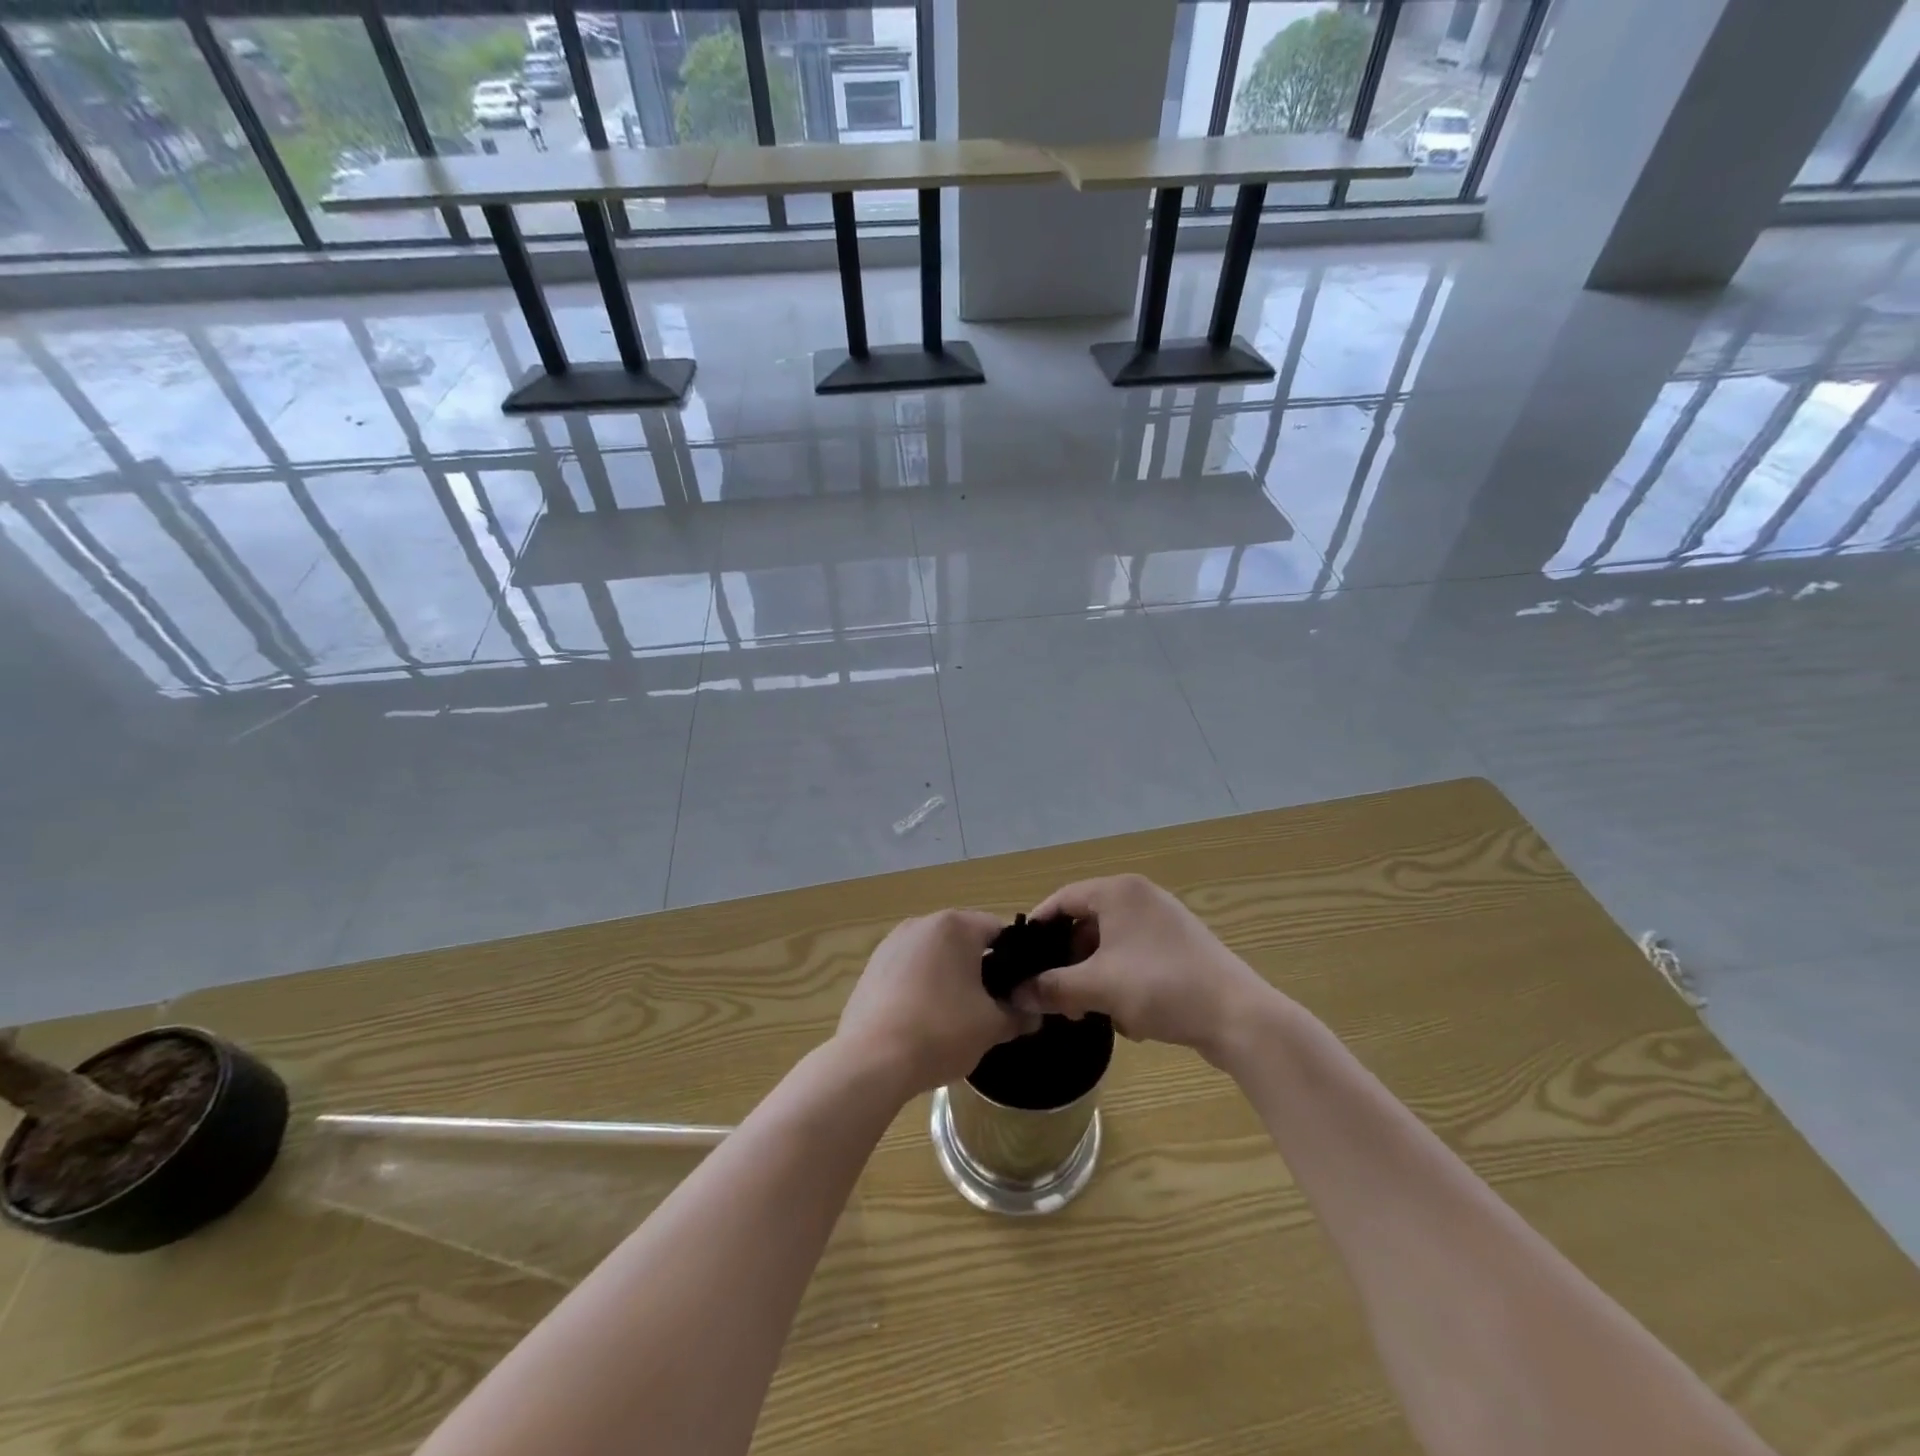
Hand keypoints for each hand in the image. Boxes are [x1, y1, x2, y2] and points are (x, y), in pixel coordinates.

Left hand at [835, 910, 1038, 1099]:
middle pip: (964, 940)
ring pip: (935, 955)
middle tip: (993, 1005)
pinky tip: (923, 1020)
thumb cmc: (940, 1032)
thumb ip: (1018, 1015)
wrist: (871, 1061)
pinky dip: (921, 987)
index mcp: (955, 926)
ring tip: (957, 1016)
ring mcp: (891, 943)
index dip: (1016, 960)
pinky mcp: (871, 967)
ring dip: (949, 977)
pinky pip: (909, 970)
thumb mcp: (991, 1027)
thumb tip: (1032, 1014)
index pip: (999, 931)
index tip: (1020, 989)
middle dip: (981, 968)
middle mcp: (921, 923)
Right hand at [1013, 875, 1280, 1062]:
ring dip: (1093, 977)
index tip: (1019, 960)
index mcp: (1119, 891)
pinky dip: (1122, 982)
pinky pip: (1135, 958)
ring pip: (1110, 945)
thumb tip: (1015, 993)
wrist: (1239, 1017)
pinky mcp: (1180, 948)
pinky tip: (1128, 1018)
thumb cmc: (1161, 987)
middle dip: (1067, 962)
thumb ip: (1051, 987)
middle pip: (1085, 923)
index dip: (1037, 928)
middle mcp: (1140, 897)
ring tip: (1087, 1012)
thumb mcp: (1098, 987)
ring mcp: (1163, 922)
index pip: (1062, 898)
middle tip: (1054, 996)